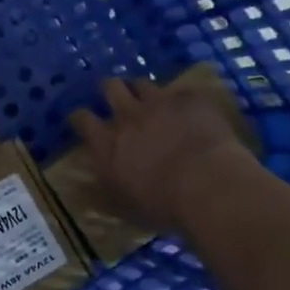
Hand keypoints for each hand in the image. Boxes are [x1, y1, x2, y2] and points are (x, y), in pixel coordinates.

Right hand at [69, 76, 254, 232]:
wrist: (209, 185)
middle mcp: (129, 115)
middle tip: (116, 97)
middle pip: (111, 87)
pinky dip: (183, 100)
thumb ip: (103, 190)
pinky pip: (183, 92)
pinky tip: (191, 110)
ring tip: (150, 100)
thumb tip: (85, 187)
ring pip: (144, 84)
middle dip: (110, 89)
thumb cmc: (161, 204)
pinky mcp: (192, 100)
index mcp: (107, 143)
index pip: (82, 119)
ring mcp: (161, 103)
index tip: (81, 119)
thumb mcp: (122, 205)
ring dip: (143, 91)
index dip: (80, 117)